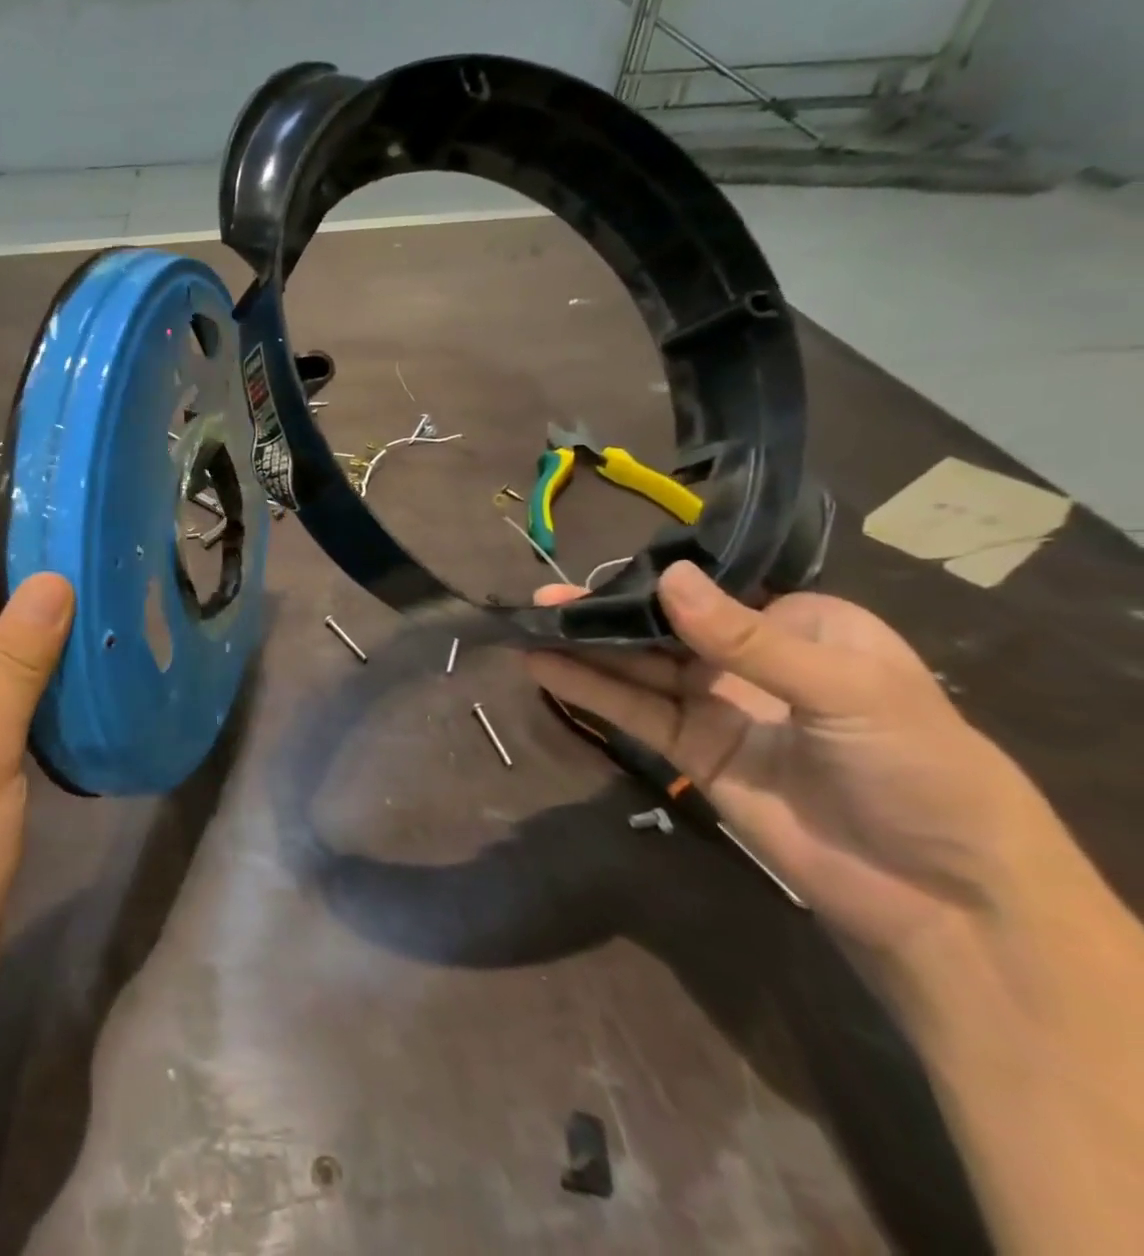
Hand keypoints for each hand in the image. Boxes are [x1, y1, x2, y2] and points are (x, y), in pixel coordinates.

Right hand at [527, 563, 1065, 977]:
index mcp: (803, 626)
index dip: (655, 575)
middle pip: (665, 626)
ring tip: (528, 625)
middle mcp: (751, 658)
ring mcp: (717, 706)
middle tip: (543, 600)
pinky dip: (588, 688)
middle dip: (605, 611)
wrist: (940, 898)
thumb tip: (666, 576)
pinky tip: (543, 667)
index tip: (596, 569)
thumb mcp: (848, 691)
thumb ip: (747, 638)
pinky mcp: (690, 750)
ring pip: (639, 665)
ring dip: (585, 646)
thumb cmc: (918, 771)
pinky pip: (633, 710)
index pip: (715, 588)